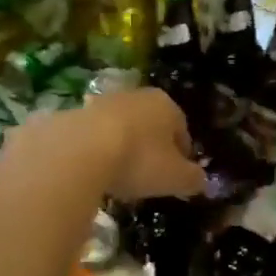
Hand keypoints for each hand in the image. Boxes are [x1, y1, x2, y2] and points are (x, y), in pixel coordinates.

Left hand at [60, 90, 207, 201]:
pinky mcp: (74, 114)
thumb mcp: (175, 177)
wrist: (77, 151)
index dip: (182, 155)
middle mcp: (137, 96)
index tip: (177, 176)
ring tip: (119, 177)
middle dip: (152, 148)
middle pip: (151, 125)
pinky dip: (97, 152)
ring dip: (123, 148)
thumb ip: (193, 178)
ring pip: (122, 128)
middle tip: (149, 177)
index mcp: (167, 105)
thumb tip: (200, 180)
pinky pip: (94, 137)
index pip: (182, 129)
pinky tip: (94, 172)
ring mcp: (103, 102)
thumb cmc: (138, 160)